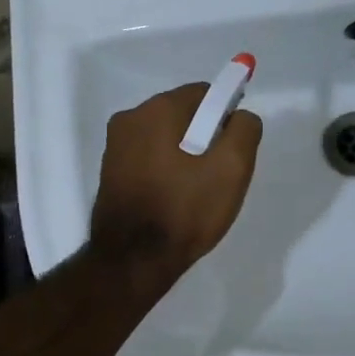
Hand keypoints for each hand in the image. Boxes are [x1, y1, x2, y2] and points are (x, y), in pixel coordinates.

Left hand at [89, 83, 262, 284]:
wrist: (133, 261)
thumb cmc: (185, 211)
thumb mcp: (232, 169)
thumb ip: (245, 130)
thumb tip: (240, 116)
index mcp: (157, 109)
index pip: (205, 94)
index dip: (226, 118)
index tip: (232, 152)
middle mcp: (129, 118)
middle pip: (183, 114)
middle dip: (204, 137)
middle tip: (217, 176)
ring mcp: (114, 146)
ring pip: (165, 138)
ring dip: (184, 155)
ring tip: (195, 192)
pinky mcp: (109, 172)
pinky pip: (148, 158)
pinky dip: (164, 170)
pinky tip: (173, 199)